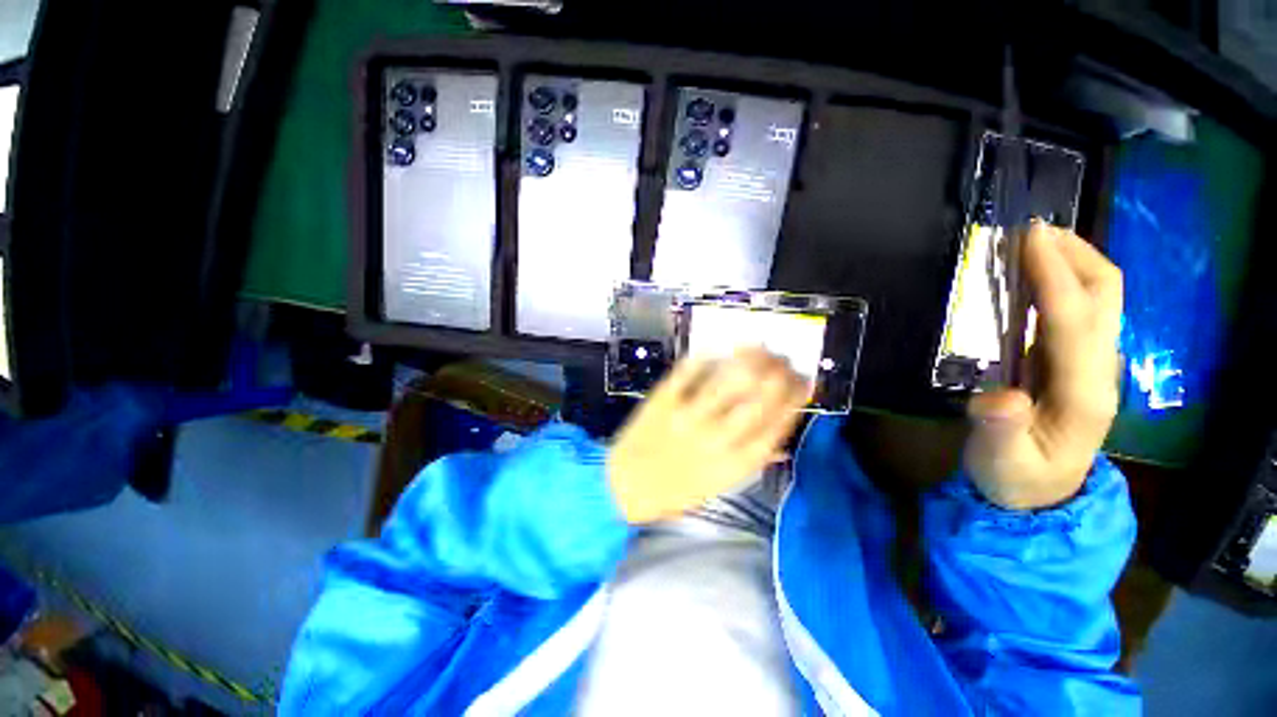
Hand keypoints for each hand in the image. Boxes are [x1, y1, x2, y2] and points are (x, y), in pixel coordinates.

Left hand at [608, 347, 810, 523]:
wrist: (625, 485)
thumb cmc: (675, 490)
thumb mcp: (720, 485)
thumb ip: (751, 460)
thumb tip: (780, 437)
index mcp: (735, 464)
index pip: (778, 424)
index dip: (796, 397)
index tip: (803, 380)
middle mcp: (717, 439)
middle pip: (760, 398)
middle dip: (780, 373)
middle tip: (784, 359)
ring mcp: (688, 417)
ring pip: (729, 380)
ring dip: (751, 358)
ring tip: (761, 347)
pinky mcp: (663, 400)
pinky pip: (688, 372)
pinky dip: (706, 357)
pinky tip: (719, 349)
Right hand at [965, 222, 1123, 509]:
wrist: (1039, 495)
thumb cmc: (1016, 477)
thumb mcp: (1001, 462)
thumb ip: (1000, 430)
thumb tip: (996, 398)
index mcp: (1083, 393)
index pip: (1073, 320)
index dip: (1053, 275)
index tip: (1028, 238)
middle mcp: (1100, 369)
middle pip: (1105, 295)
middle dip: (1075, 254)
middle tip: (1030, 230)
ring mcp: (1093, 364)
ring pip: (1100, 296)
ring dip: (1072, 261)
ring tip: (1032, 241)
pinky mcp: (1078, 362)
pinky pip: (1081, 309)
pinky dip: (1063, 280)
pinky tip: (1035, 275)